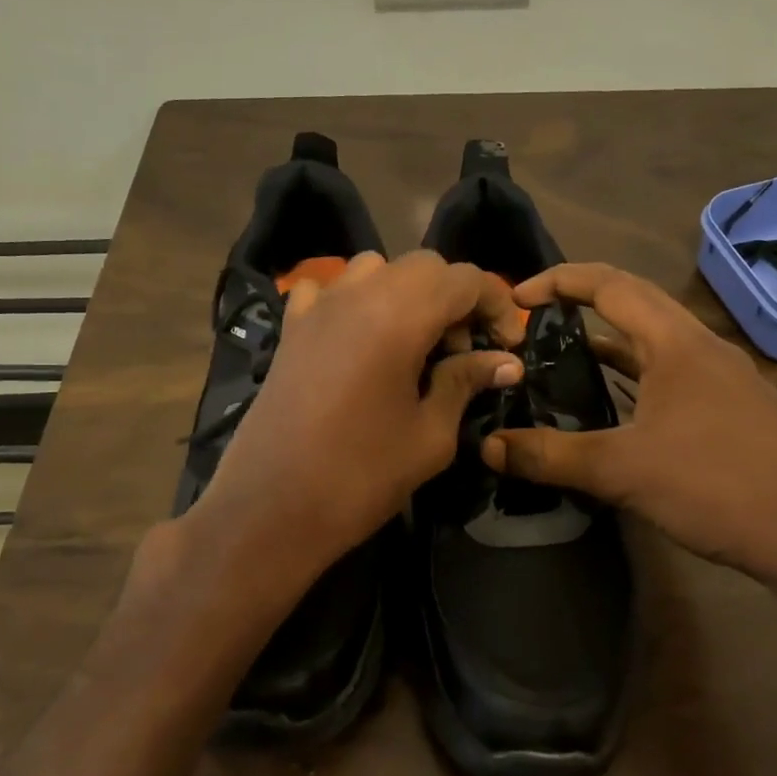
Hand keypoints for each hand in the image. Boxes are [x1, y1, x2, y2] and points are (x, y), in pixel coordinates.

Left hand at [182, 250, 524, 594]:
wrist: (270, 509)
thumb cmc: (361, 476)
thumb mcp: (430, 435)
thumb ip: (466, 383)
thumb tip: (505, 362)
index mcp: (399, 314)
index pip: (465, 278)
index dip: (496, 305)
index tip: (506, 347)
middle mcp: (358, 293)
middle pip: (424, 266)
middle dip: (455, 297)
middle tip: (462, 351)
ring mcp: (317, 306)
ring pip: (376, 268)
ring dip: (407, 294)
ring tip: (413, 344)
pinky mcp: (290, 329)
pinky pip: (328, 289)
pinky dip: (354, 300)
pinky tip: (358, 338)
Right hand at [481, 262, 776, 578]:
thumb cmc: (714, 485)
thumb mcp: (621, 470)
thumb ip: (551, 456)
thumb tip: (488, 447)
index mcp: (677, 342)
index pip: (611, 285)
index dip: (560, 281)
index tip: (517, 298)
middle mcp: (702, 346)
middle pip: (636, 303)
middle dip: (582, 303)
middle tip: (534, 323)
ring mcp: (723, 376)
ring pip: (656, 341)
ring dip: (610, 341)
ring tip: (563, 357)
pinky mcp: (733, 407)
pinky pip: (672, 372)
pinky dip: (636, 374)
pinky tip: (616, 404)